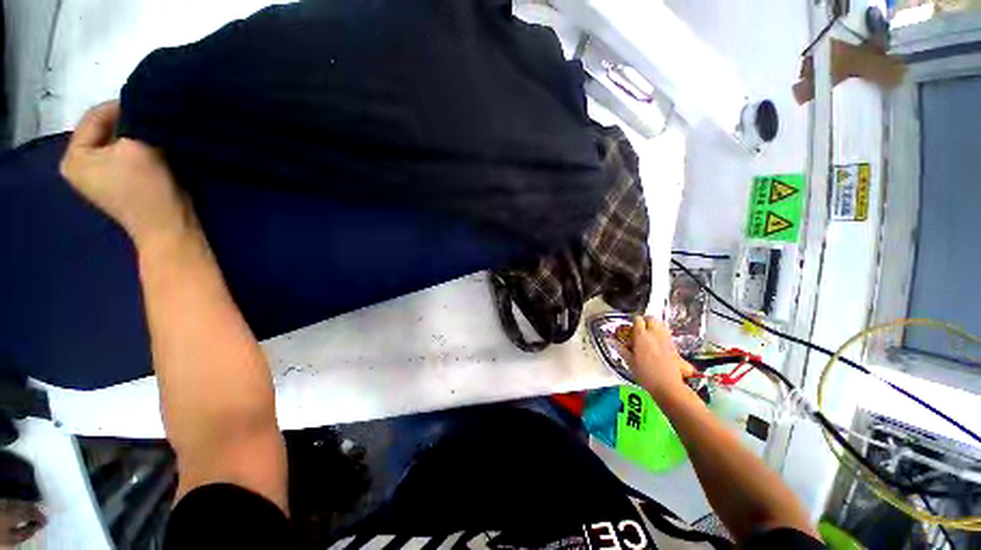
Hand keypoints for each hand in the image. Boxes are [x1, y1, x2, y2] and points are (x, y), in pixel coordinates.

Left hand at [60, 101, 194, 249]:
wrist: (170, 226)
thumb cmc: (147, 188)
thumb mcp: (136, 146)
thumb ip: (133, 121)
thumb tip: (142, 105)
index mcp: (74, 158)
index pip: (94, 117)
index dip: (122, 106)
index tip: (150, 102)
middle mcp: (81, 165)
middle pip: (105, 130)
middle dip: (130, 123)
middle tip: (155, 117)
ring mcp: (101, 176)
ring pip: (118, 142)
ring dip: (138, 135)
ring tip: (158, 131)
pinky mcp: (121, 182)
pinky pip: (127, 155)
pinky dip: (142, 148)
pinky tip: (158, 148)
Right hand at [627, 316, 693, 397]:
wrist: (668, 386)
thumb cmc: (647, 375)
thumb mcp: (630, 362)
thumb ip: (621, 350)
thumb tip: (613, 343)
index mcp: (642, 336)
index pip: (637, 320)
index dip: (633, 321)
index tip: (630, 326)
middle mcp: (655, 335)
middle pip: (651, 318)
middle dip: (645, 320)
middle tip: (640, 326)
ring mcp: (666, 340)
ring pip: (661, 324)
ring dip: (655, 325)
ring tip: (649, 333)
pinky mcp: (674, 347)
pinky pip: (667, 334)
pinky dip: (662, 334)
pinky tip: (658, 343)